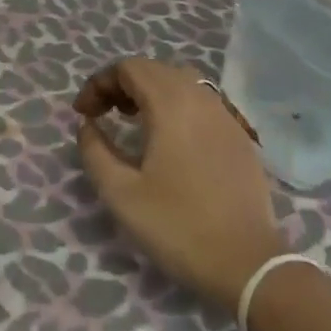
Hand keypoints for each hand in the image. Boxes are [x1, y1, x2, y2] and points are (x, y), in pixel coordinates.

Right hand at [74, 58, 287, 312]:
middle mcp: (200, 97)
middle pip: (154, 69)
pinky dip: (177, 105)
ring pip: (181, 81)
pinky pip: (202, 101)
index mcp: (170, 103)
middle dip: (122, 84)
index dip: (99, 83)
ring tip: (134, 121)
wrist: (247, 262)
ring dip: (151, 91)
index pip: (128, 68)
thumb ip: (95, 151)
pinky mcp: (239, 134)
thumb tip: (88, 125)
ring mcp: (225, 114)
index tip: (83, 114)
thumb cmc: (178, 226)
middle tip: (103, 114)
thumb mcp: (121, 194)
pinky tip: (171, 139)